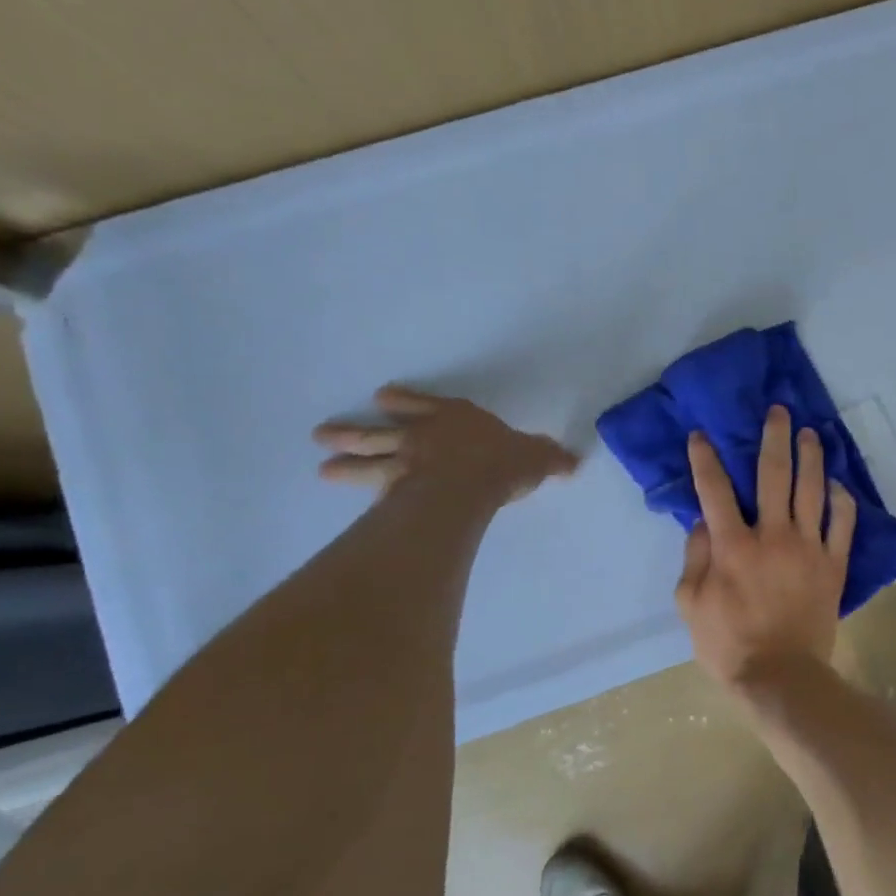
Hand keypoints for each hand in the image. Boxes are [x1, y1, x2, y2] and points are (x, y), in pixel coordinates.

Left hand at [313, 385, 578, 501]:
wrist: (470, 483)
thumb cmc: (503, 462)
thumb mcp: (538, 457)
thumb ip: (550, 458)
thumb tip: (574, 461)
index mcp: (456, 418)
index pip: (425, 404)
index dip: (406, 402)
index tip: (383, 399)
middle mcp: (423, 434)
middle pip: (383, 432)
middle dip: (355, 433)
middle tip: (323, 435)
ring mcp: (404, 461)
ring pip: (368, 458)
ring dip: (345, 461)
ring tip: (322, 468)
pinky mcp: (396, 488)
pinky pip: (374, 488)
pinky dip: (359, 489)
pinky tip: (344, 496)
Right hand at [675, 405, 857, 688]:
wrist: (781, 677)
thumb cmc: (728, 644)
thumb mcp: (691, 604)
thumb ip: (695, 557)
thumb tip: (703, 521)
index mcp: (733, 546)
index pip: (715, 490)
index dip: (706, 459)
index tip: (702, 435)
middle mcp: (772, 536)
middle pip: (774, 475)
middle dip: (774, 438)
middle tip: (778, 412)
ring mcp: (808, 548)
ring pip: (813, 491)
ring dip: (811, 457)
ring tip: (811, 433)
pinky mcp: (833, 565)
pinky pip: (843, 524)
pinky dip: (842, 500)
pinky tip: (838, 484)